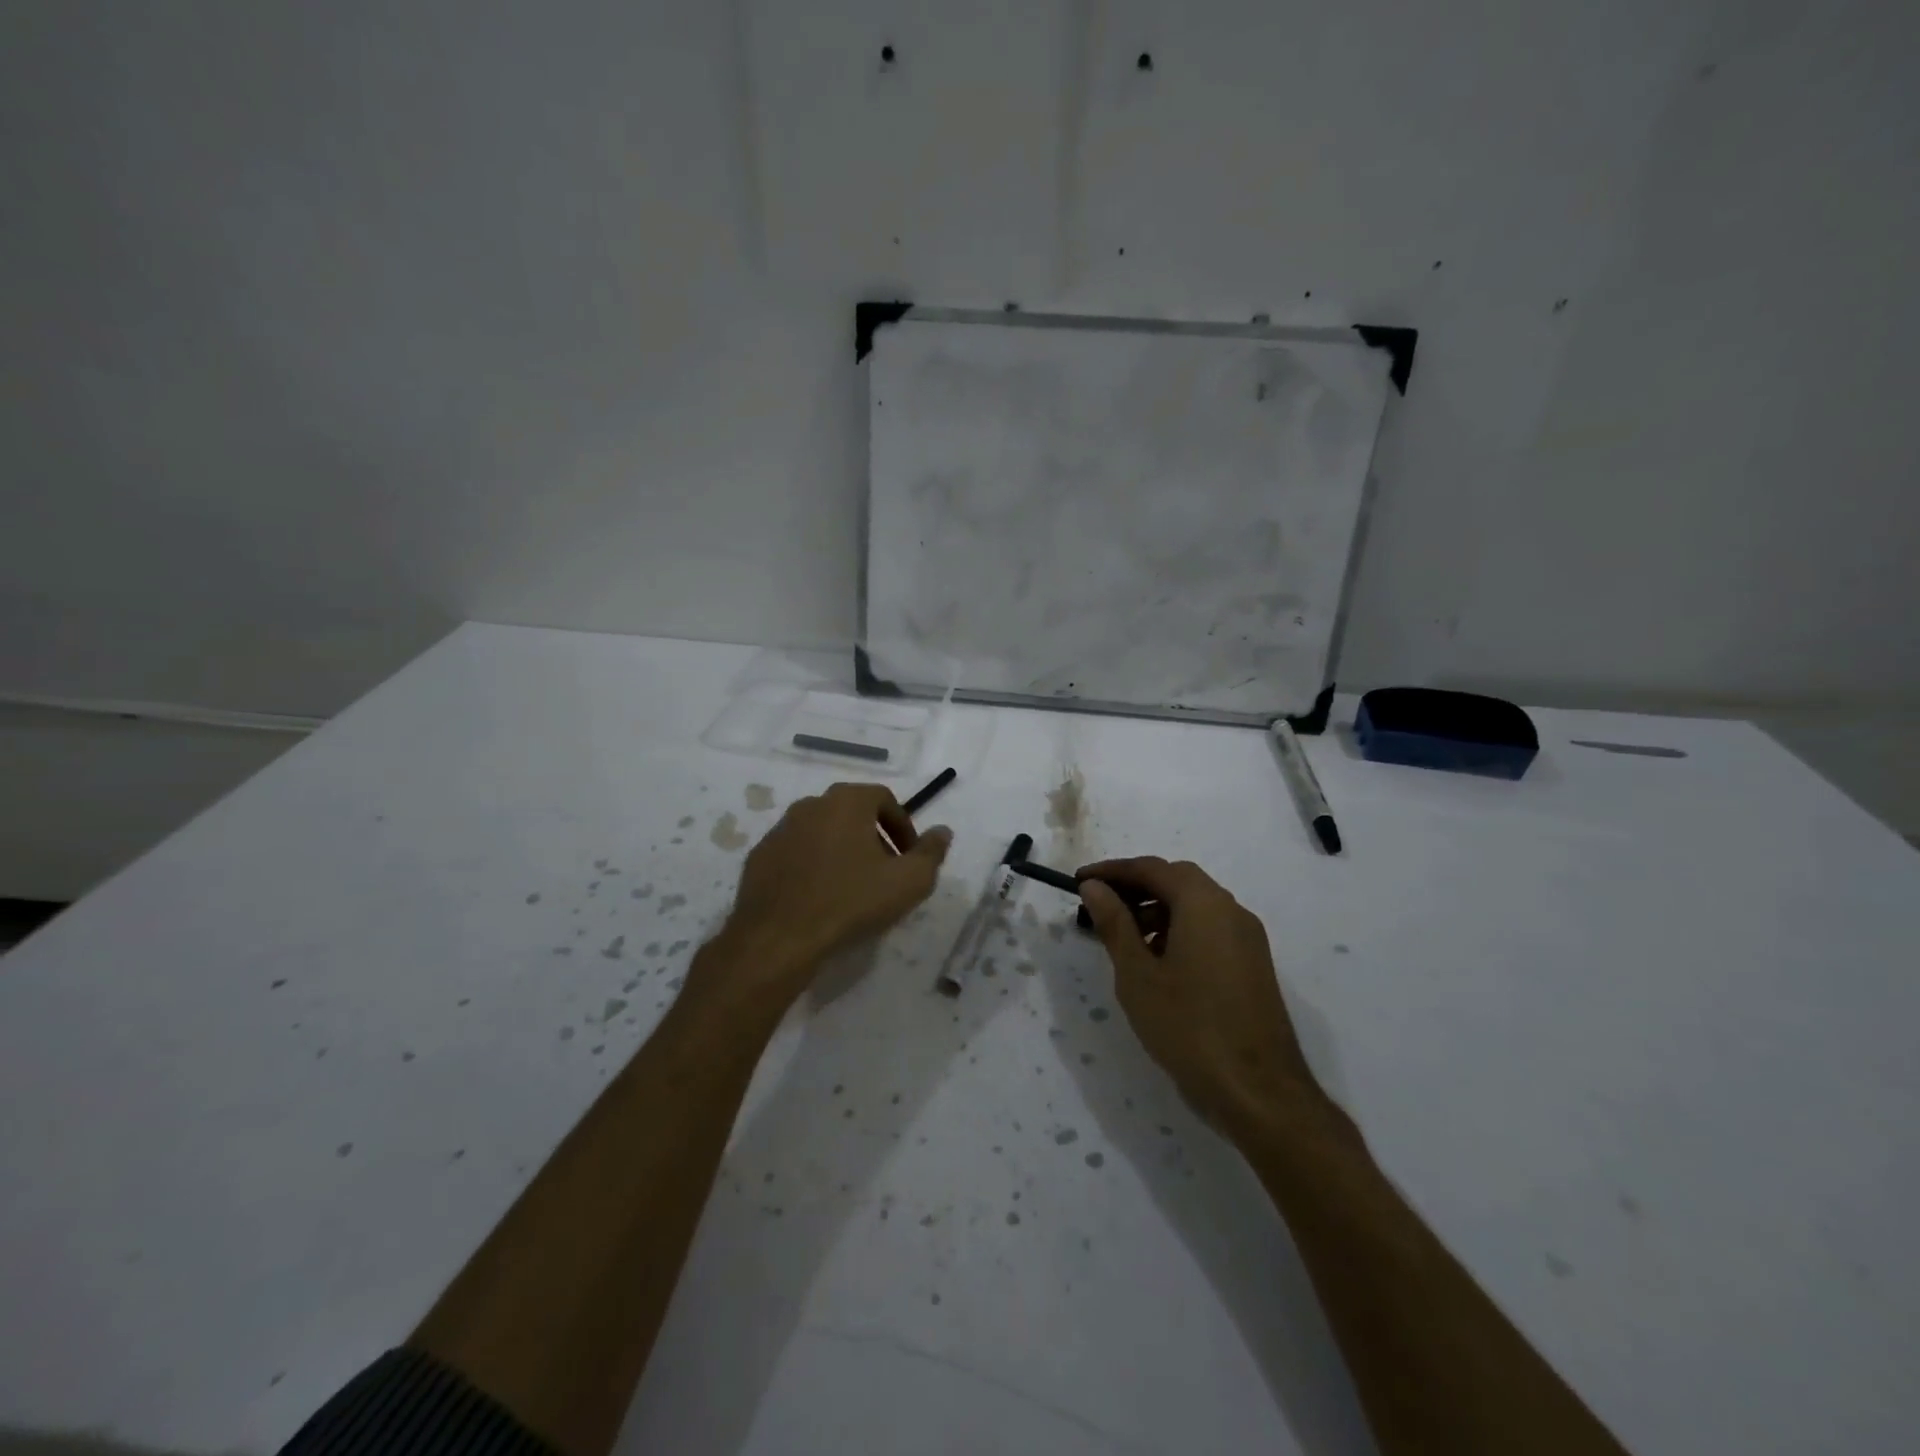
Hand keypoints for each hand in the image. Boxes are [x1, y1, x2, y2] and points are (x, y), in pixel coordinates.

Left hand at [701, 783, 950, 1011]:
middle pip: (851, 813)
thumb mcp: (909, 882)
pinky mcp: (759, 857)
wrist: (779, 938)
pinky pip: (796, 853)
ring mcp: (780, 830)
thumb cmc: (851, 902)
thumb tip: (943, 831)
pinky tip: (819, 897)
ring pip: (822, 832)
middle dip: (873, 837)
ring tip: (852, 887)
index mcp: (846, 801)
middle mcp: (811, 805)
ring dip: (841, 851)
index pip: (883, 798)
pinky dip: (812, 866)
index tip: (910, 856)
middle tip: (885, 871)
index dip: (902, 825)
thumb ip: (931, 852)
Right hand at [1077, 857, 1324, 1136]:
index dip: (1112, 871)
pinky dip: (1179, 929)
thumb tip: (1095, 887)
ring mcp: (1247, 938)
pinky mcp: (1253, 964)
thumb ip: (1115, 924)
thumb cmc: (1188, 1028)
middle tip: (1100, 904)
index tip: (1080, 880)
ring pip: (1196, 905)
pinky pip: (1210, 928)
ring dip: (1157, 909)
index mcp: (1203, 904)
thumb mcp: (1138, 976)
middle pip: (1177, 880)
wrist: (1259, 1093)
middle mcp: (1231, 910)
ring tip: (1123, 938)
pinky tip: (1157, 962)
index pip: (1152, 868)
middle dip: (1136, 886)